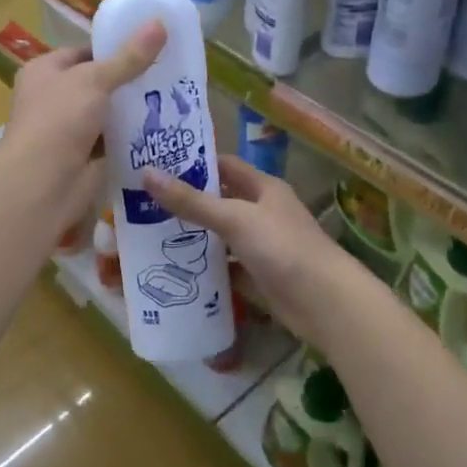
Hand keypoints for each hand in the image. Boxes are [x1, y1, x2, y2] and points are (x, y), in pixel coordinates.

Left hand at [0, 21, 166, 228]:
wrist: (43, 182)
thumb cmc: (59, 119)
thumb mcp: (95, 79)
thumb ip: (129, 57)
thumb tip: (160, 23)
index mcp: (44, 72)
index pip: (83, 53)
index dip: (113, 49)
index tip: (149, 47)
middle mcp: (54, 99)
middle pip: (99, 84)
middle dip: (130, 81)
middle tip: (169, 72)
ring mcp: (70, 131)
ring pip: (109, 114)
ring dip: (135, 111)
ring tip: (174, 98)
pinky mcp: (86, 158)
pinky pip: (115, 142)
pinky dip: (134, 138)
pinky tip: (165, 128)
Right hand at [142, 154, 359, 339]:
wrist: (324, 303)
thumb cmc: (282, 248)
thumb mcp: (234, 219)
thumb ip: (191, 201)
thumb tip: (146, 173)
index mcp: (263, 188)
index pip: (224, 166)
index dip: (194, 163)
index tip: (157, 166)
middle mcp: (263, 212)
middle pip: (220, 201)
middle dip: (187, 203)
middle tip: (143, 204)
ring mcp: (262, 245)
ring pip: (221, 236)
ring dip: (194, 236)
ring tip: (150, 236)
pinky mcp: (258, 275)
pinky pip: (226, 266)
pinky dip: (206, 268)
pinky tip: (176, 270)